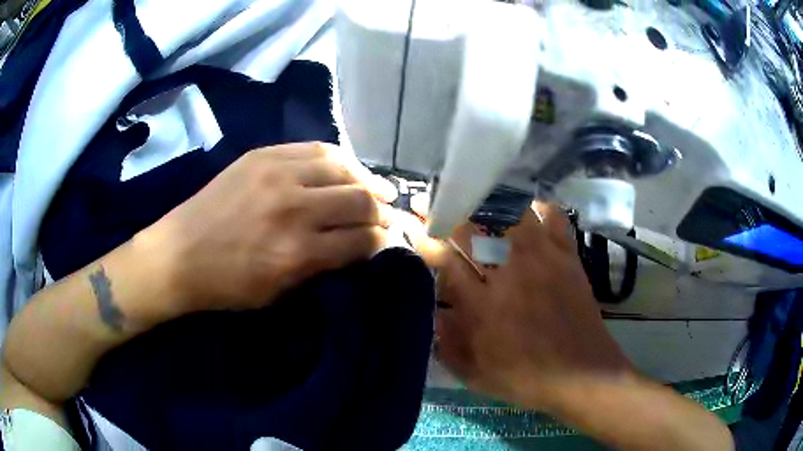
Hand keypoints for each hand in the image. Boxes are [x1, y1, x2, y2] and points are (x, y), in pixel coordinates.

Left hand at [137, 142, 396, 316]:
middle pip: (360, 200)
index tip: (393, 240)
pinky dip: (340, 160)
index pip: (363, 240)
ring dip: (367, 180)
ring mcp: (277, 173)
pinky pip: (316, 149)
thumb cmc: (226, 286)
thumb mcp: (279, 293)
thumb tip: (358, 247)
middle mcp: (294, 208)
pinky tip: (347, 168)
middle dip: (383, 211)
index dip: (385, 240)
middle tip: (389, 216)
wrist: (177, 255)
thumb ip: (323, 267)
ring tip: (378, 189)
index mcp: (297, 253)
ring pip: (343, 167)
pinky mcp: (263, 155)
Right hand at [430, 203, 632, 410]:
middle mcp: (509, 274)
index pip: (444, 259)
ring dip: (487, 206)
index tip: (413, 228)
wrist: (581, 374)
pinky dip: (537, 208)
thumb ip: (445, 342)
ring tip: (475, 200)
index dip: (425, 240)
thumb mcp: (474, 373)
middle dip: (446, 213)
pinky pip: (552, 217)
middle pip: (472, 229)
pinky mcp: (567, 256)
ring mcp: (542, 259)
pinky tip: (526, 212)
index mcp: (482, 305)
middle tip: (432, 203)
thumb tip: (428, 310)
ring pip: (510, 214)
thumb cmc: (526, 378)